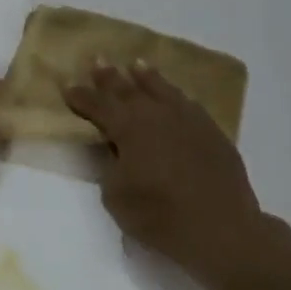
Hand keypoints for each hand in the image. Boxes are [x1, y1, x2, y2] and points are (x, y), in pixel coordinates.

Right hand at [63, 61, 275, 283]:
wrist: (223, 229)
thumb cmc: (161, 216)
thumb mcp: (116, 196)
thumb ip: (109, 165)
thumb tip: (113, 148)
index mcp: (127, 127)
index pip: (97, 105)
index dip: (80, 96)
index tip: (67, 85)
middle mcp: (155, 114)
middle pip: (127, 89)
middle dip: (109, 76)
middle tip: (98, 60)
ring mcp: (187, 119)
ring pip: (161, 89)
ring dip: (145, 76)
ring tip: (136, 64)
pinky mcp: (212, 131)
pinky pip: (187, 103)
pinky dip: (174, 95)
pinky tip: (174, 94)